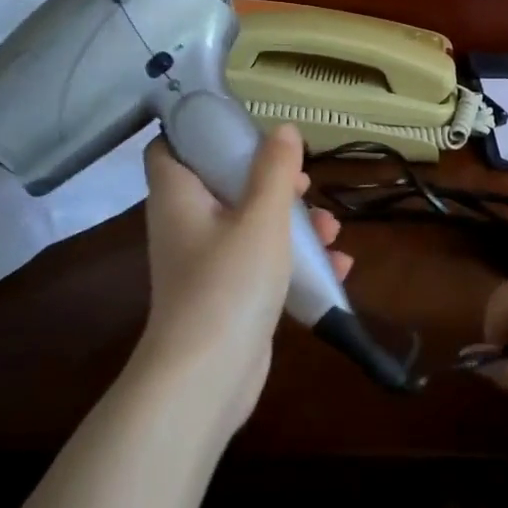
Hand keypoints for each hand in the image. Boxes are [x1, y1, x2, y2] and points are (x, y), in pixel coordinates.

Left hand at [131, 125, 349, 441]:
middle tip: (304, 183)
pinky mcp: (228, 296)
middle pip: (224, 185)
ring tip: (333, 229)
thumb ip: (274, 171)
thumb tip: (282, 129)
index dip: (201, 132)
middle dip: (271, 182)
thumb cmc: (229, 283)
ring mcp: (206, 264)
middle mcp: (186, 226)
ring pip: (250, 226)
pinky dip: (294, 262)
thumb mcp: (261, 218)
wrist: (207, 378)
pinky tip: (337, 267)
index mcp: (179, 198)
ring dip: (294, 223)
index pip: (170, 148)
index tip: (244, 130)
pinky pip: (262, 264)